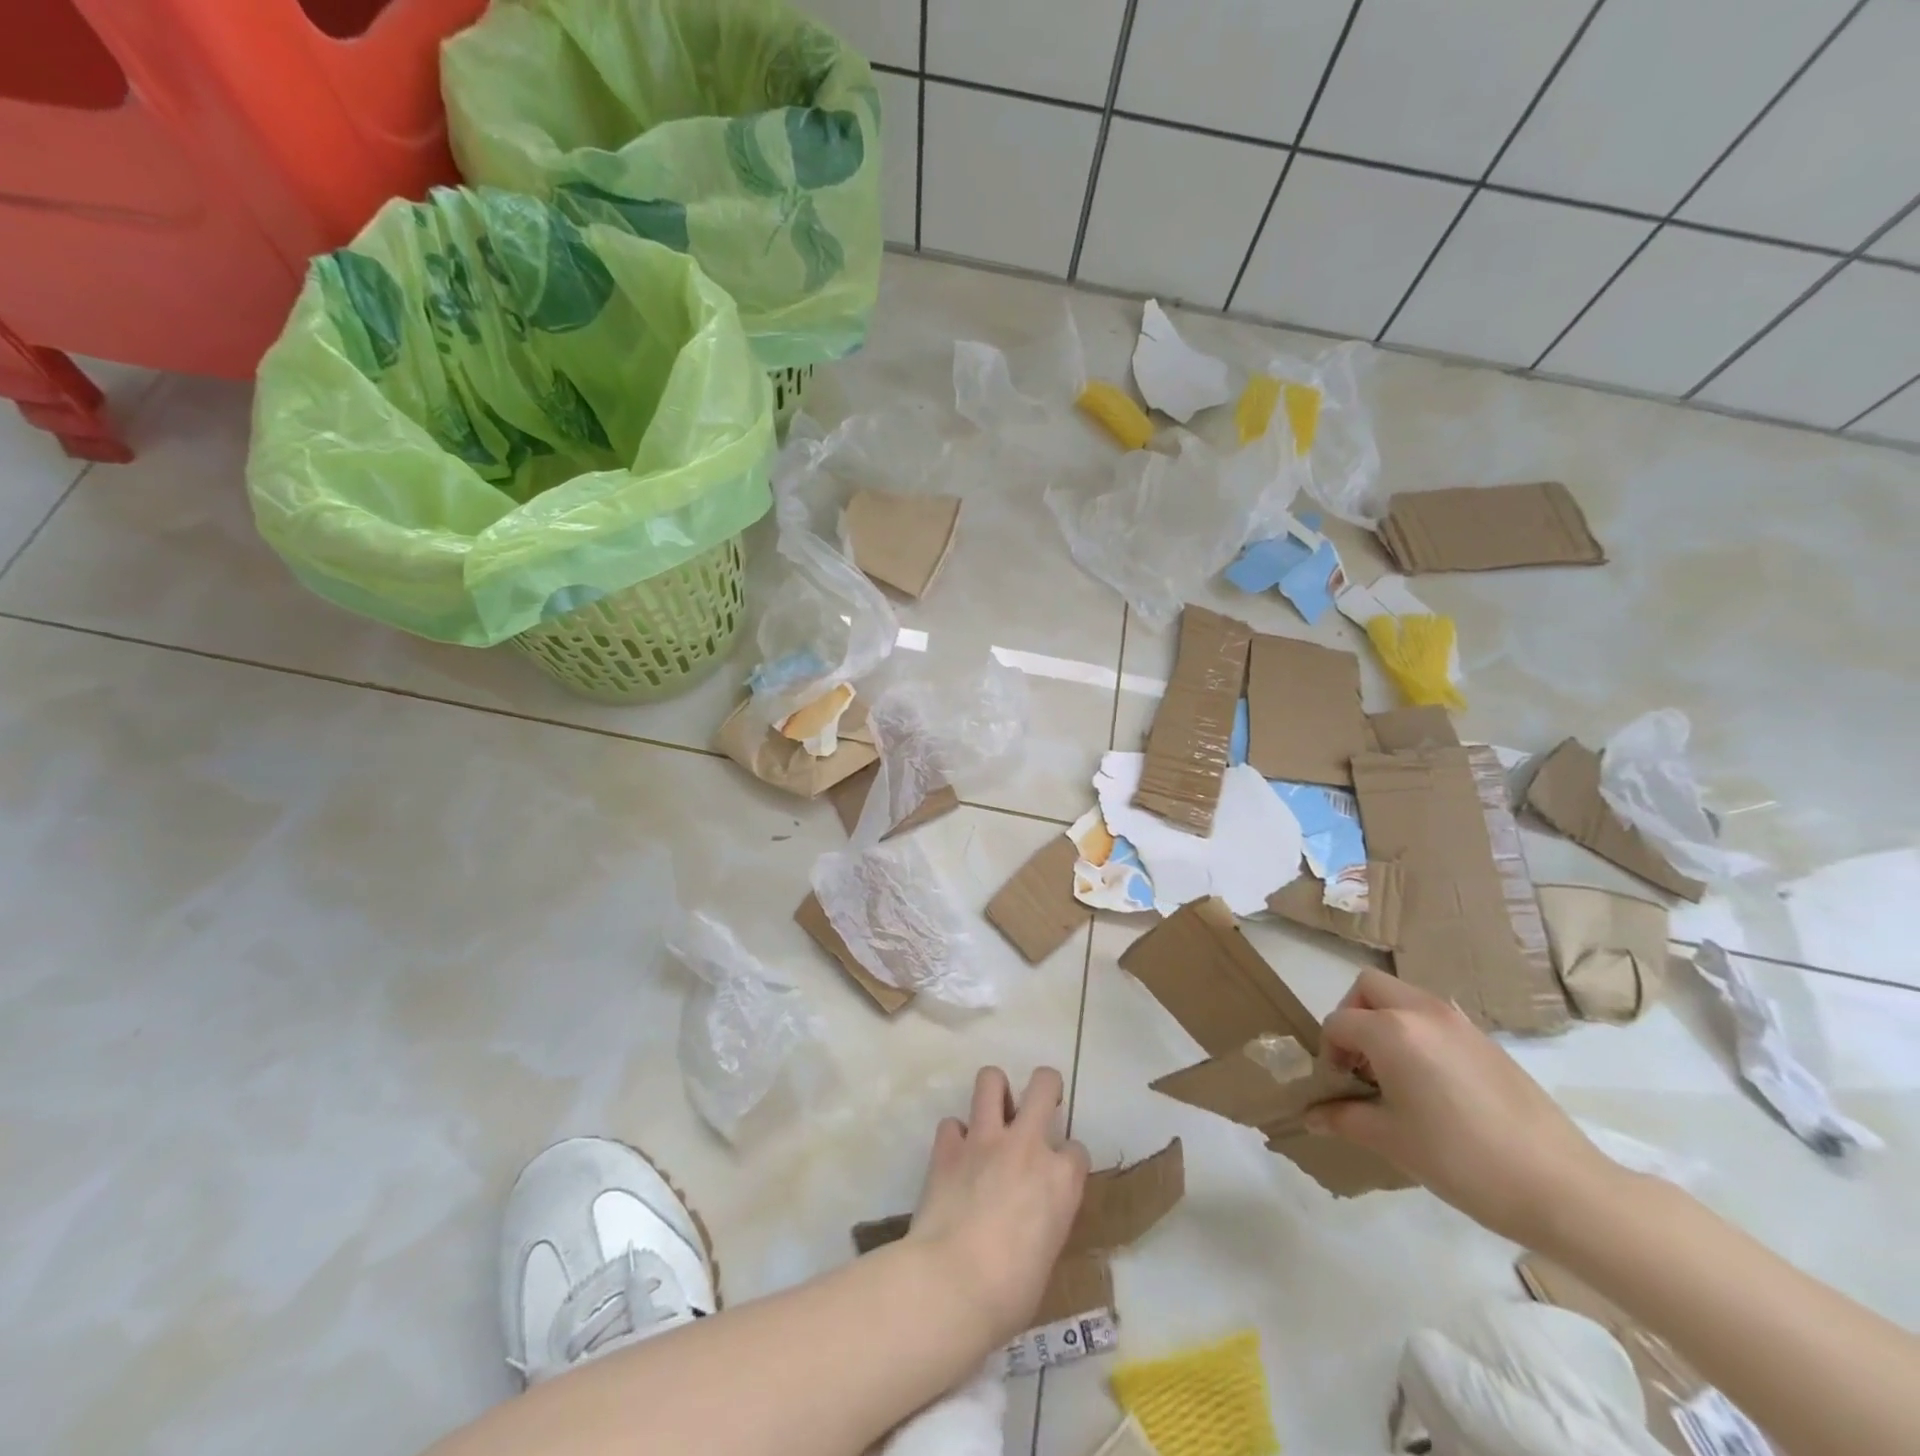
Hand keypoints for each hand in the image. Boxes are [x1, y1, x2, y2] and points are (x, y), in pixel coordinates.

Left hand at [906, 1066, 1090, 1347]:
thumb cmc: (1010, 1294)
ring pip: (991, 1079)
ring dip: (995, 1092)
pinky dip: (955, 1137)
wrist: (952, 1285)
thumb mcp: (1046, 1256)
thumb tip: (1028, 1220)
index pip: (1076, 1149)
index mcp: (1061, 1179)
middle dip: (1045, 1087)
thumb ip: (1044, 1219)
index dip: (1067, 1161)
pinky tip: (956, 1157)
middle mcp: (1027, 1145)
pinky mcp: (947, 1147)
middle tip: (1036, 1106)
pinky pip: (951, 1123)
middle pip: (1044, 1083)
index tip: (1058, 1177)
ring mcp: (985, 1140)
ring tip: (994, 1114)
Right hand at [1307, 970, 1615, 1247]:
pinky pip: (1435, 1018)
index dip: (1328, 1053)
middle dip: (1353, 1016)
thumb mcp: (1392, 1141)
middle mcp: (1423, 1012)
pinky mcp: (1488, 1041)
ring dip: (1386, 1021)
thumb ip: (1344, 1118)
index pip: (1338, 1023)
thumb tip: (1312, 1115)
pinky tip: (1434, 1086)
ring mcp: (1460, 1023)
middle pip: (1368, 987)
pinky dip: (1418, 1034)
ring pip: (1404, 997)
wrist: (1563, 1188)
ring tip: (1395, 1075)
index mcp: (1392, 1030)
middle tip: (1359, 1062)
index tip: (1338, 1088)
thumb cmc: (1462, 1160)